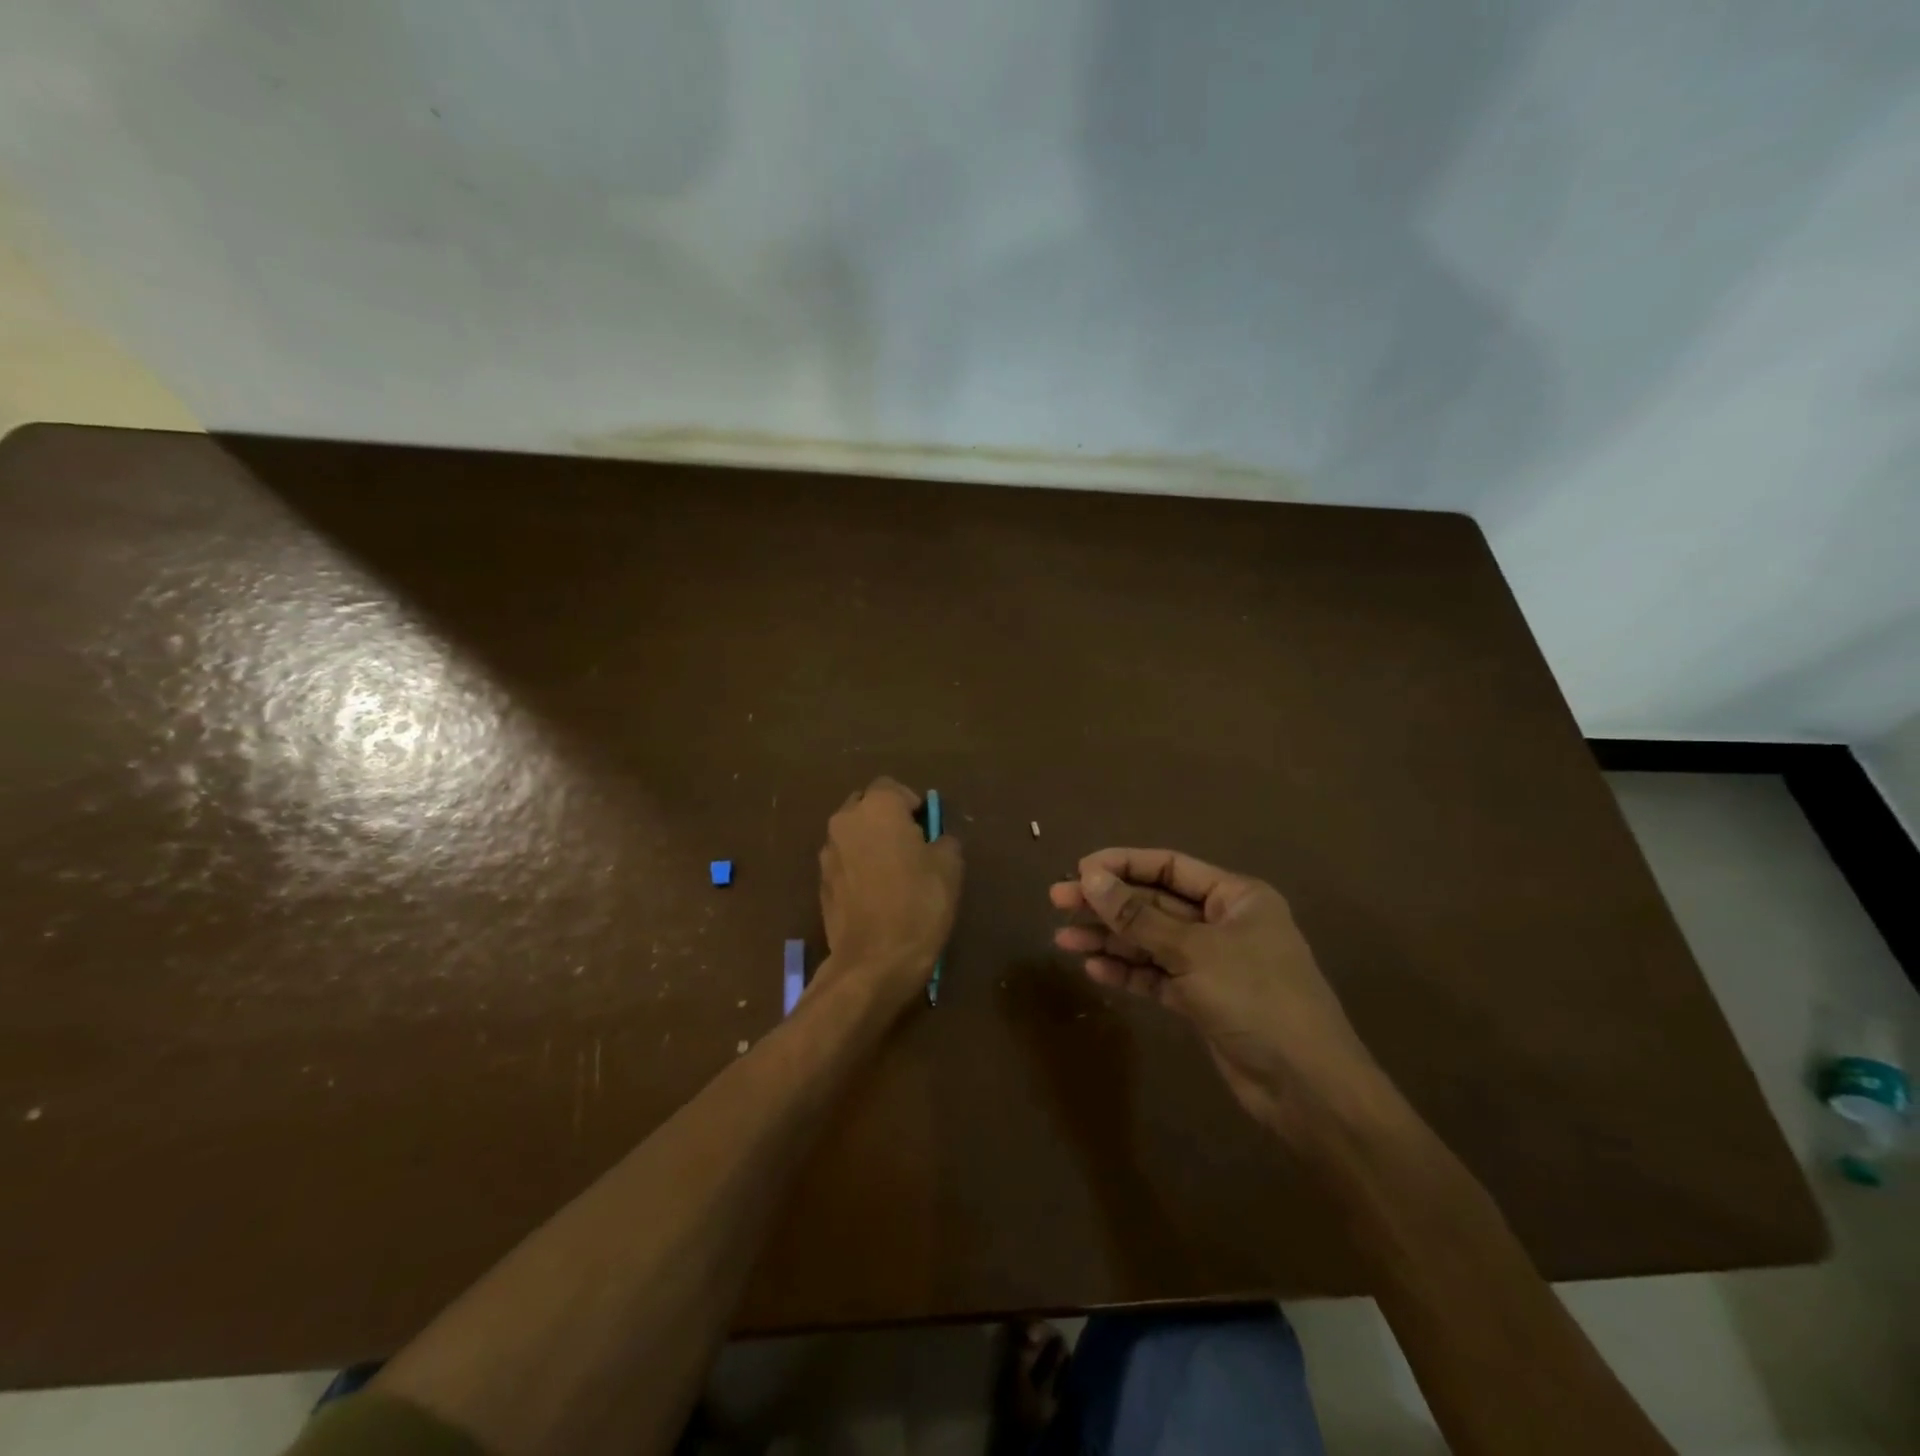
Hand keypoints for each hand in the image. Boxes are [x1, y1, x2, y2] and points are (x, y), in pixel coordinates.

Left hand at [816, 777, 963, 1004]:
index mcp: (877, 807)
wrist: (874, 960)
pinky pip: (844, 861)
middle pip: (867, 806)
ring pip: (852, 834)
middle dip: (886, 819)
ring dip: (870, 843)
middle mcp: (845, 821)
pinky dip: (858, 867)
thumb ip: (943, 840)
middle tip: (911, 846)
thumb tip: (936, 839)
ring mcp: (828, 852)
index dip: (912, 804)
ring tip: (893, 872)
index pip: (893, 787)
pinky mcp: (821, 882)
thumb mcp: (949, 867)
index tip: (927, 829)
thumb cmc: (918, 903)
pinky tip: (876, 894)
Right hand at [1050, 849, 1381, 1143]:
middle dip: (1108, 904)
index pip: (1169, 867)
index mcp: (1235, 897)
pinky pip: (1158, 976)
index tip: (1078, 870)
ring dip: (1110, 940)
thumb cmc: (1257, 999)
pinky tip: (1095, 970)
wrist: (1308, 1089)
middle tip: (1057, 902)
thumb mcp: (1193, 951)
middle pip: (1155, 904)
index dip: (1123, 865)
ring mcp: (1213, 963)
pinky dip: (1128, 972)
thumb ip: (1138, 916)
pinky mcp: (1203, 1000)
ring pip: (1151, 942)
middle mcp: (1223, 923)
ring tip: (1064, 941)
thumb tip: (1088, 877)